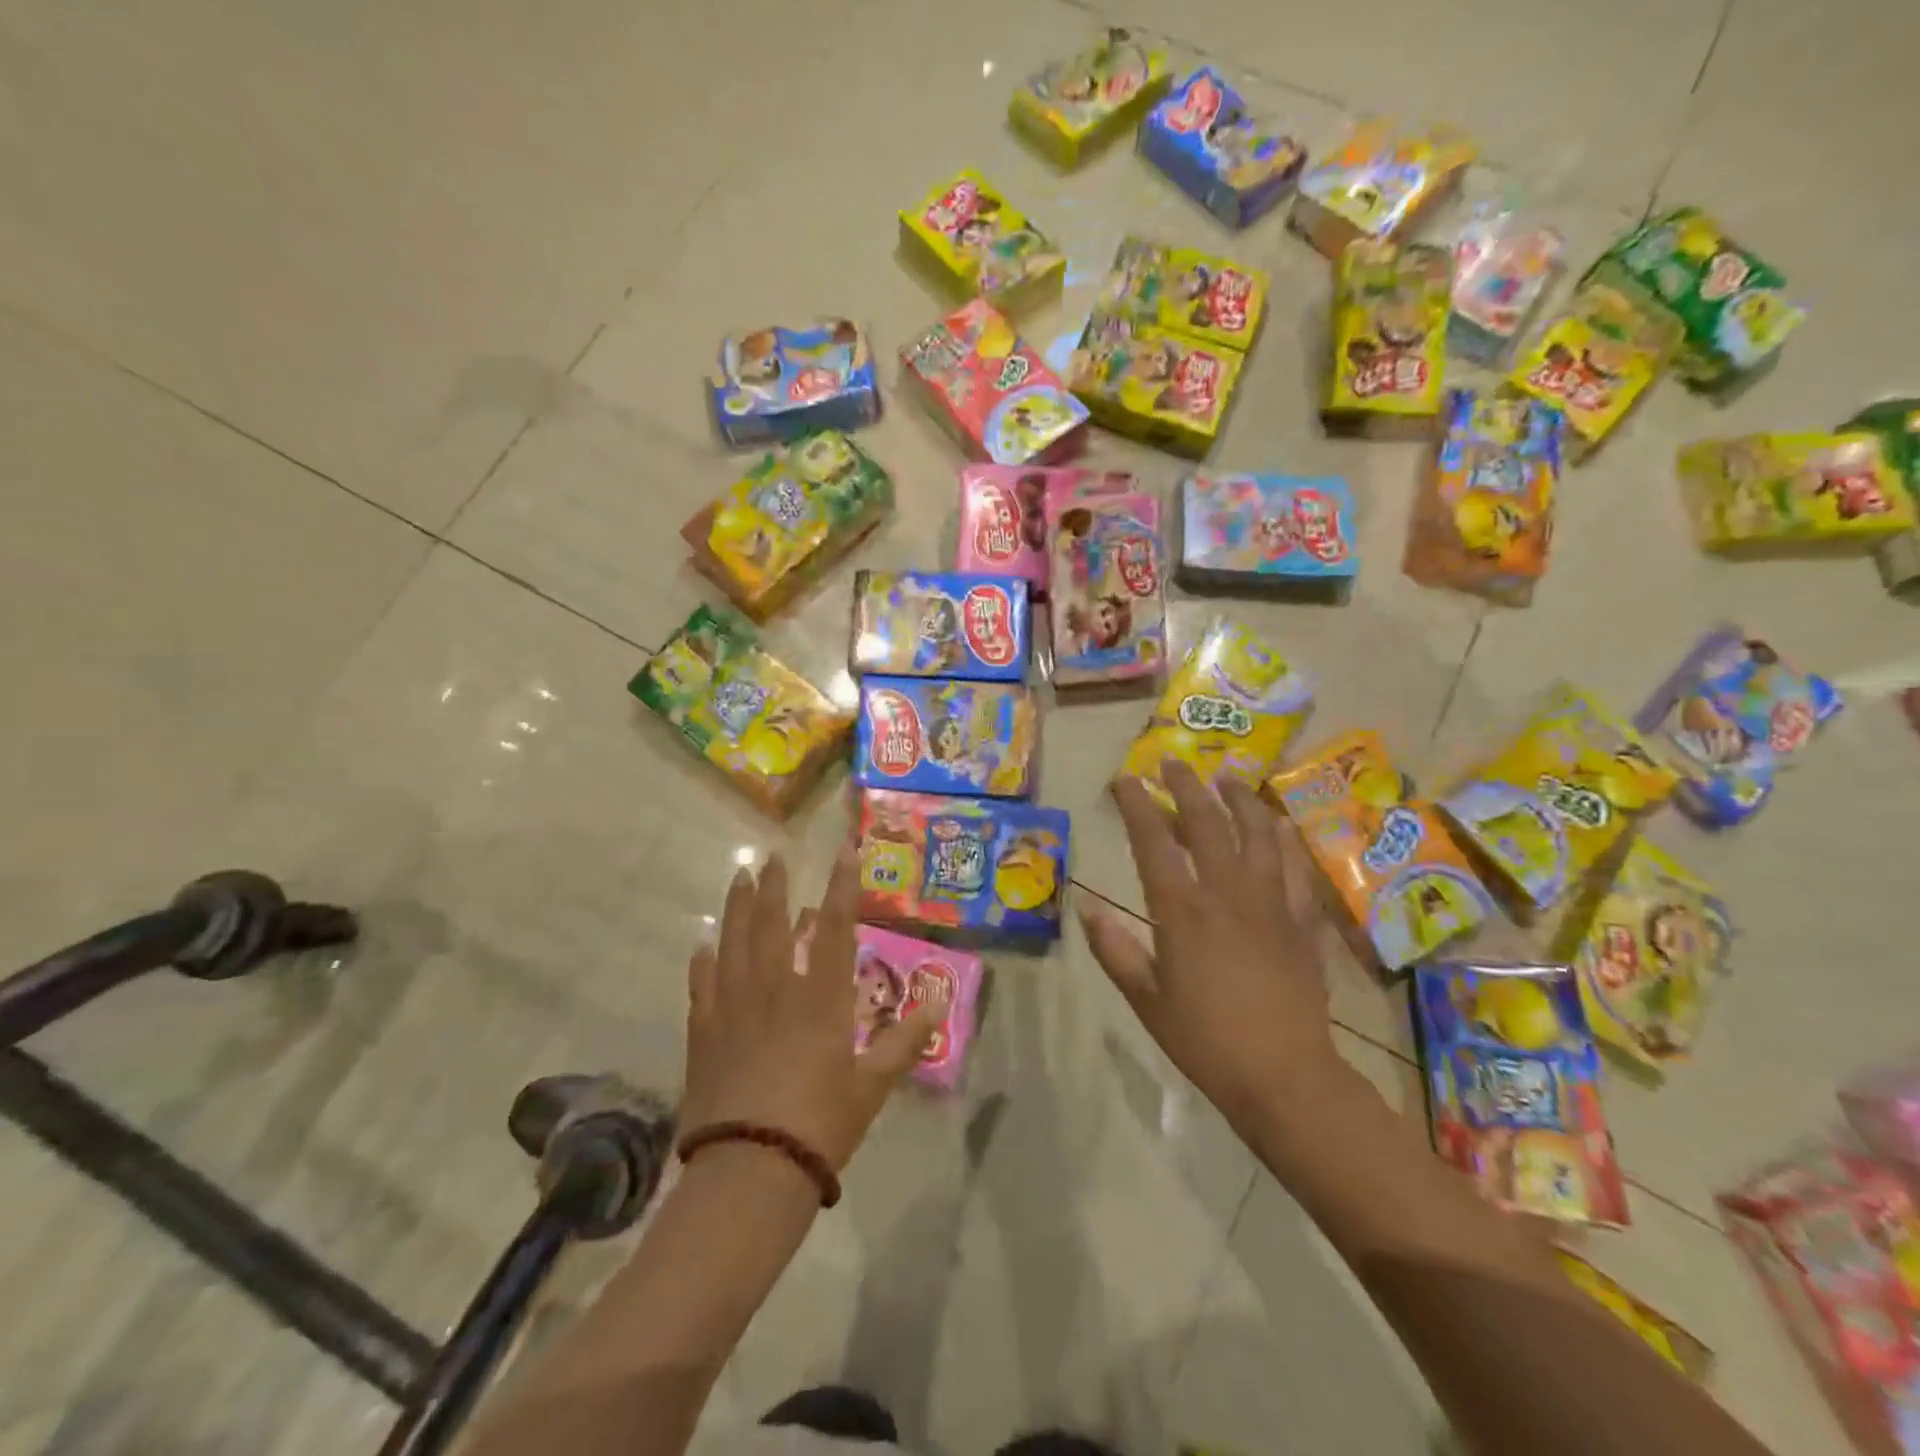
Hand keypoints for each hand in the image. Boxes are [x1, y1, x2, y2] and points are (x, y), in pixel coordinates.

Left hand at [682, 846, 937, 1172]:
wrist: (749, 1172)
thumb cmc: (819, 1126)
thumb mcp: (872, 1087)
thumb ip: (903, 1043)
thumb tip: (937, 1006)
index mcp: (820, 1000)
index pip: (834, 928)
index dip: (842, 886)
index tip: (843, 850)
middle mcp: (775, 991)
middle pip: (772, 925)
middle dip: (775, 887)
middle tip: (772, 855)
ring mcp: (734, 1009)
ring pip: (734, 944)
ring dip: (738, 909)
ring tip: (739, 878)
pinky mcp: (705, 1034)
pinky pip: (702, 986)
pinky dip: (703, 963)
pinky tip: (703, 947)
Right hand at [1081, 762, 1342, 1132]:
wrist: (1285, 1076)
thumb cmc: (1205, 1040)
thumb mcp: (1145, 999)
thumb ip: (1113, 950)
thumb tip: (1085, 908)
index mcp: (1182, 911)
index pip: (1154, 842)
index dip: (1137, 806)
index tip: (1125, 780)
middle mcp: (1226, 893)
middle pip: (1206, 823)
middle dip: (1186, 787)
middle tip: (1171, 764)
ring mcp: (1270, 903)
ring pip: (1257, 834)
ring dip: (1239, 800)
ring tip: (1226, 778)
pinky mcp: (1301, 921)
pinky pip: (1295, 867)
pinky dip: (1284, 839)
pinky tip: (1278, 824)